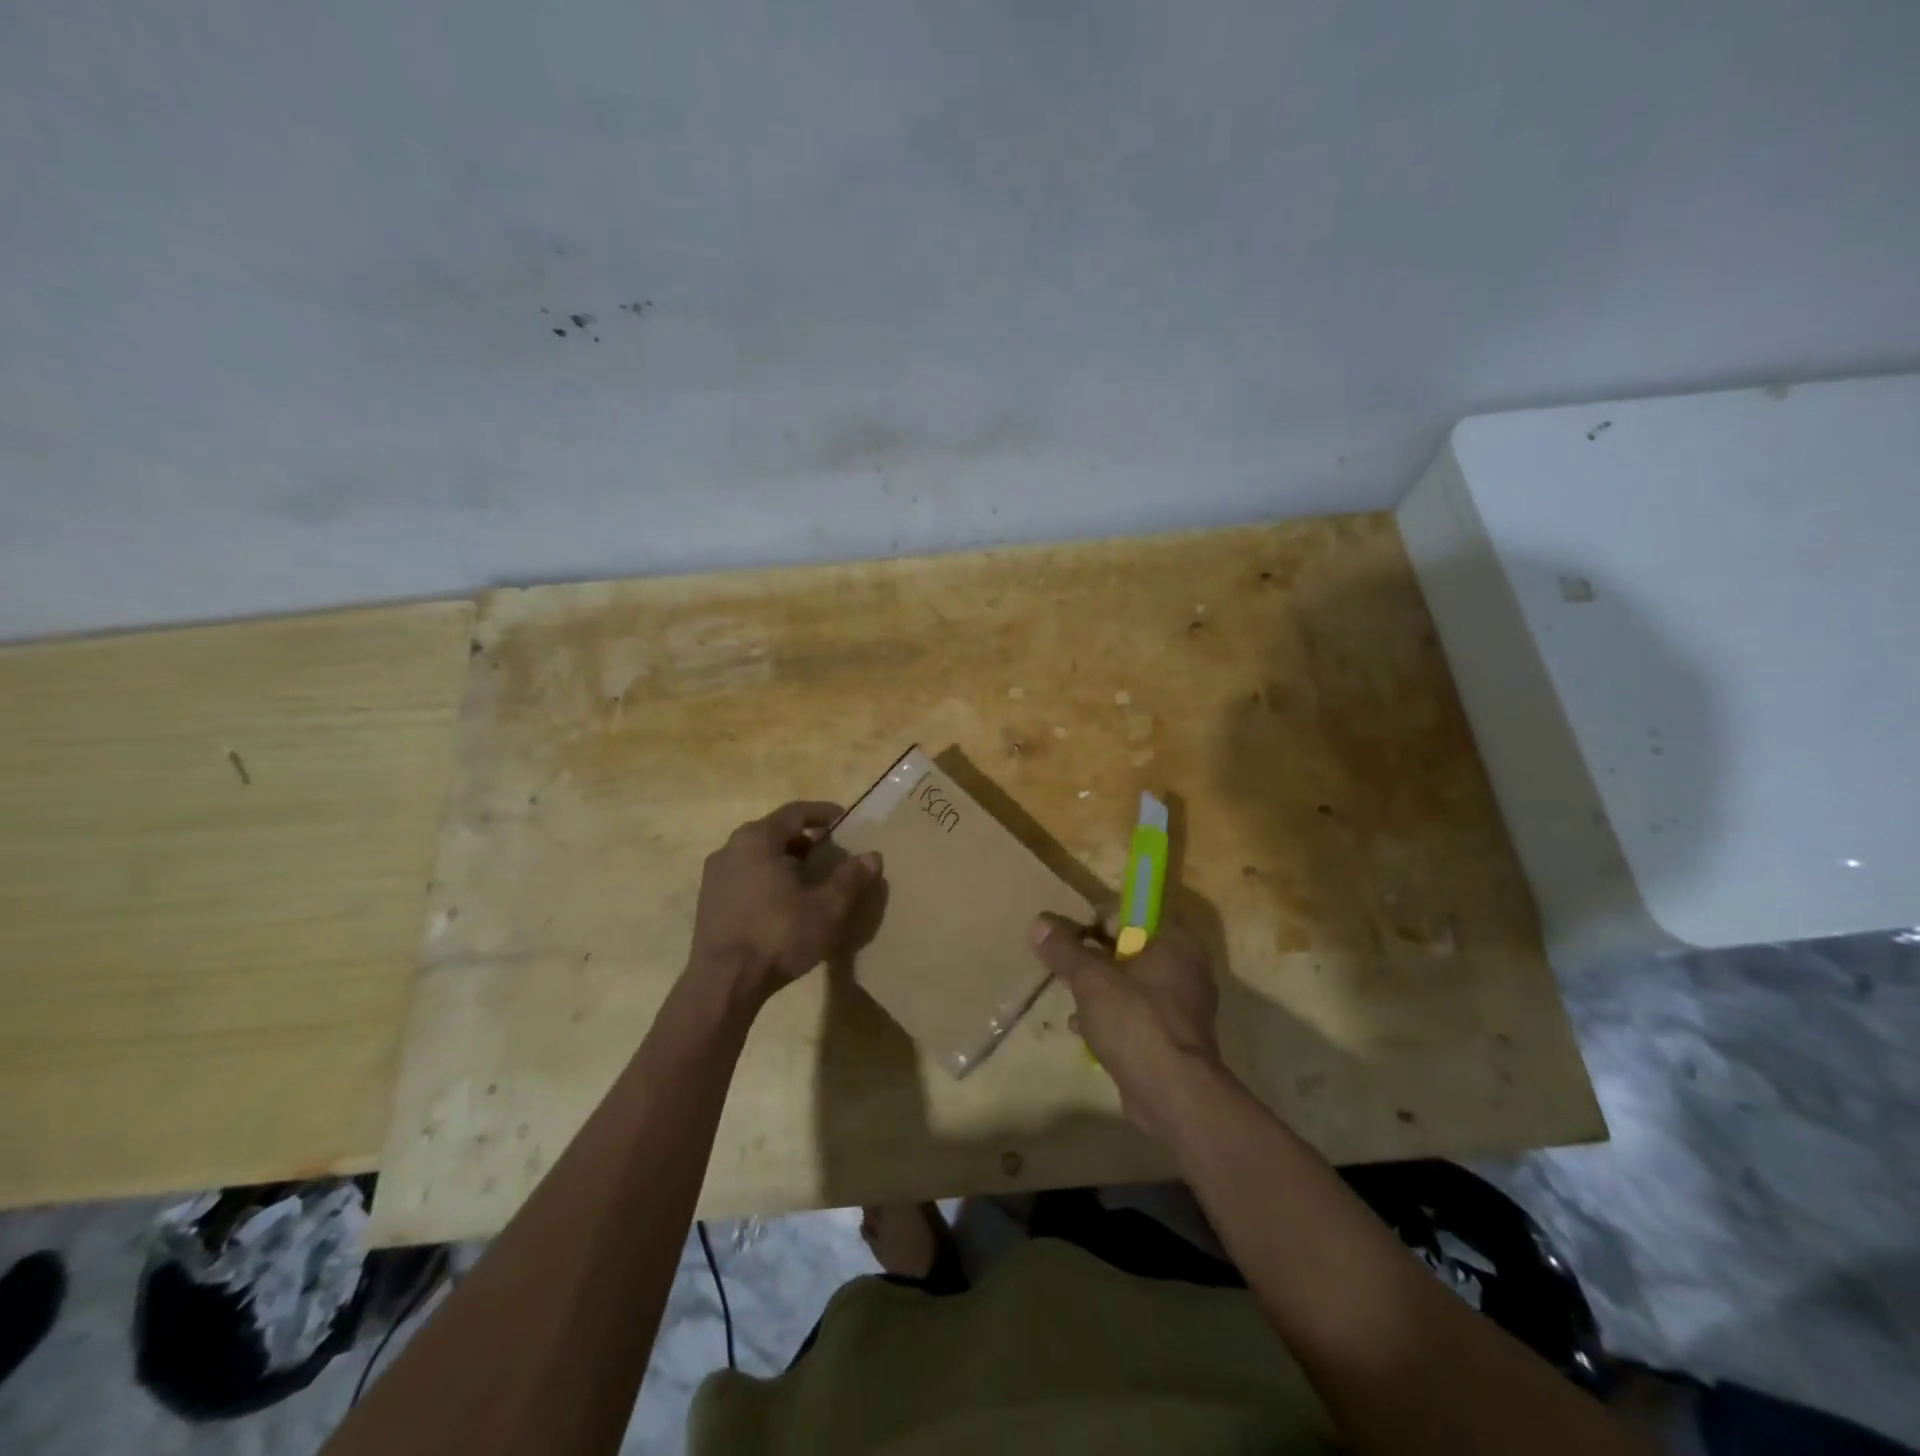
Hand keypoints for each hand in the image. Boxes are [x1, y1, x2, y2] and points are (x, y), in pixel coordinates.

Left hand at [688, 801, 880, 1008]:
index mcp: (757, 839)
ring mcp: (715, 875)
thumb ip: (850, 879)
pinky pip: (744, 875)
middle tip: (829, 851)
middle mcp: (731, 848)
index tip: (843, 819)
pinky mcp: (708, 901)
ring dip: (784, 858)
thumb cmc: (777, 936)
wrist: (722, 984)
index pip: (795, 812)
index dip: (822, 813)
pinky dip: (766, 877)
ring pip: (757, 854)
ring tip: (808, 878)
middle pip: (774, 831)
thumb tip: (873, 856)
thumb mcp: (826, 909)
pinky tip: (782, 902)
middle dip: (804, 838)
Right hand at [1030, 915, 1221, 1136]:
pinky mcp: (1174, 1038)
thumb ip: (1064, 949)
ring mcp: (1183, 1005)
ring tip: (1070, 1001)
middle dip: (1093, 960)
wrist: (1173, 1094)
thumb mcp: (1090, 978)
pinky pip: (1137, 1015)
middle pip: (1128, 949)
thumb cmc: (1135, 1021)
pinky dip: (1112, 1018)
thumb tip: (1040, 922)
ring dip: (1100, 991)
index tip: (1068, 942)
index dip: (1094, 923)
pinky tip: (1083, 1030)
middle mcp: (1185, 967)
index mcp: (1174, 941)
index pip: (1128, 914)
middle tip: (1065, 972)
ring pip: (1131, 984)